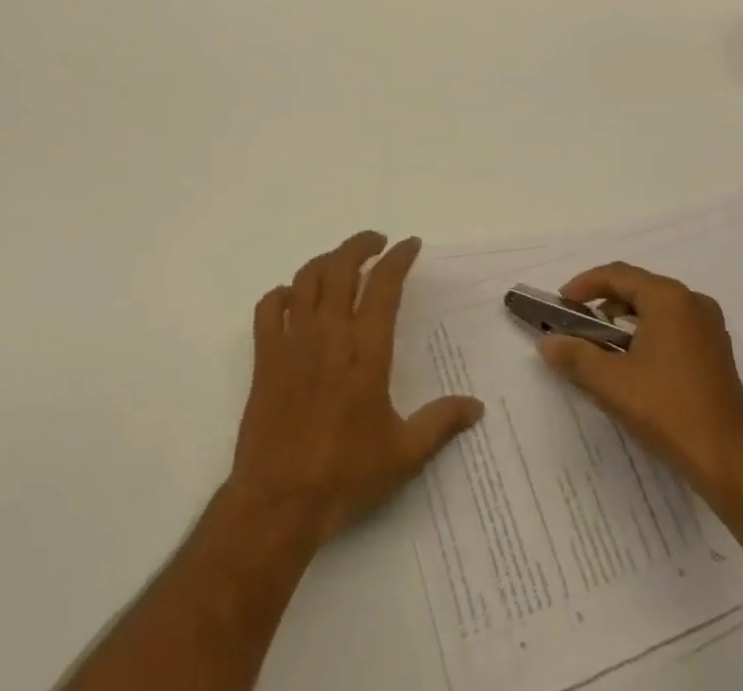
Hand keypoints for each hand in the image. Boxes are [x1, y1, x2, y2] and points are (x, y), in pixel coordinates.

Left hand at [228, 231, 483, 543]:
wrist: (279, 501)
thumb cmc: (345, 475)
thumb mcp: (404, 454)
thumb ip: (441, 423)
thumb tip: (477, 406)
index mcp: (366, 350)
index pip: (384, 285)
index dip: (399, 258)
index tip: (410, 245)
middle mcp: (329, 333)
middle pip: (341, 266)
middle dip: (361, 244)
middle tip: (377, 241)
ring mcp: (293, 341)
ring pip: (306, 278)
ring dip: (326, 261)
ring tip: (341, 263)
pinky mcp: (265, 357)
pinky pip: (268, 307)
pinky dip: (282, 293)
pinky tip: (294, 299)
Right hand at [537, 261, 742, 502]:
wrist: (730, 461)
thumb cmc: (668, 410)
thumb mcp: (612, 383)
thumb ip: (576, 356)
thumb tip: (546, 342)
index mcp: (669, 298)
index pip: (617, 275)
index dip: (584, 285)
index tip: (562, 304)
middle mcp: (692, 302)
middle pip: (638, 288)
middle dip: (604, 302)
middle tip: (578, 323)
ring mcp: (710, 327)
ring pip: (657, 308)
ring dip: (625, 319)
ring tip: (601, 343)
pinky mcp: (717, 352)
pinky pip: (674, 326)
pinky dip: (648, 332)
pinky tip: (633, 362)